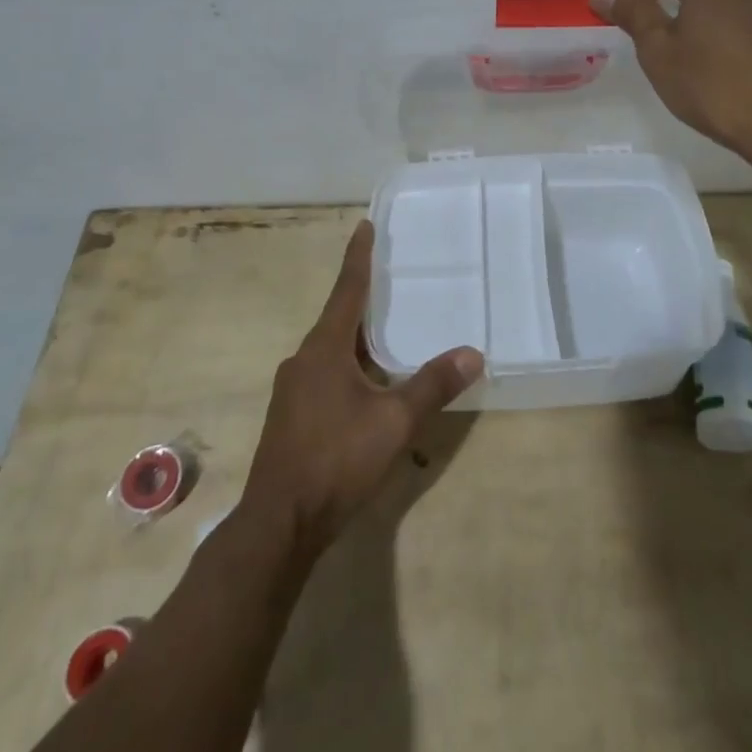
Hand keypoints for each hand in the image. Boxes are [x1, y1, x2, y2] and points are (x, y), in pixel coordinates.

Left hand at [239, 221, 482, 560]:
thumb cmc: (336, 460)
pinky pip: (325, 374)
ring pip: (331, 350)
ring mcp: (293, 390)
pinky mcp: (291, 417)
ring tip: (387, 330)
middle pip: (338, 318)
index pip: (347, 290)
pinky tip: (368, 384)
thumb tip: (473, 353)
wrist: (278, 525)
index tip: (364, 225)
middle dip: (363, 298)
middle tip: (391, 278)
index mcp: (324, 349)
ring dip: (357, 336)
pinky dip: (349, 365)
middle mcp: (303, 360)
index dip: (359, 257)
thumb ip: (432, 385)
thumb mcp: (394, 422)